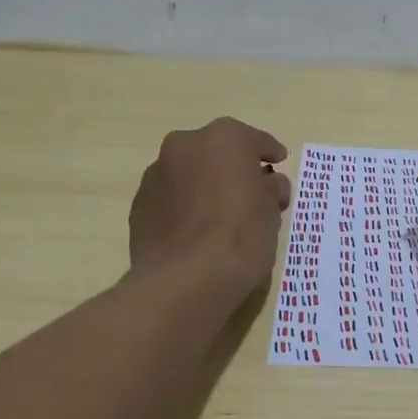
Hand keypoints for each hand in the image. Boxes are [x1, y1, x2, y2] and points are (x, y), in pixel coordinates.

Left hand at [129, 117, 290, 301]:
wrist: (184, 280)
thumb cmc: (240, 235)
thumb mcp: (272, 210)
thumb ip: (271, 188)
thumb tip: (268, 184)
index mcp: (223, 138)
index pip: (256, 141)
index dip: (271, 154)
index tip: (278, 165)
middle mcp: (185, 145)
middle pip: (218, 152)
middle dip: (233, 167)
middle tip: (250, 192)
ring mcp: (156, 173)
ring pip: (190, 173)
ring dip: (205, 185)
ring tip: (219, 215)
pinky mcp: (139, 204)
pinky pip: (171, 198)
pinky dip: (185, 206)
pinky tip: (196, 231)